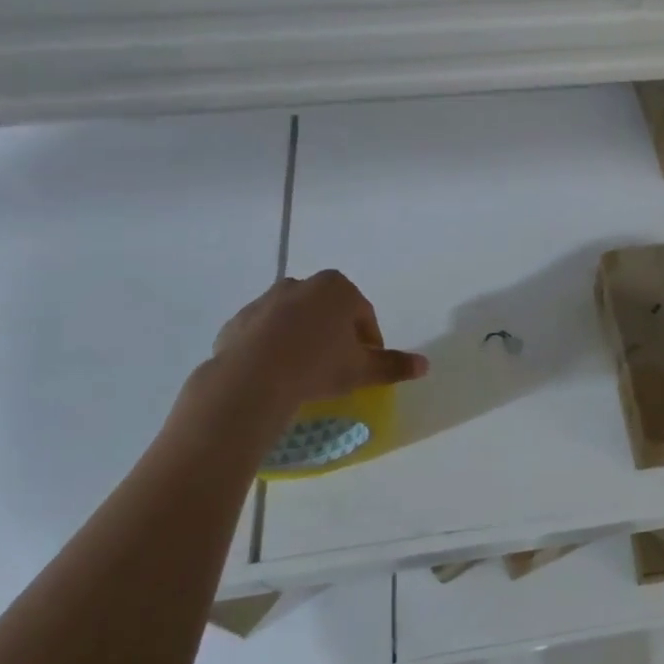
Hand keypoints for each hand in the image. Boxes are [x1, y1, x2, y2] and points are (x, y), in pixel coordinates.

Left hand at [201, 271, 427, 420]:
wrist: (251, 380)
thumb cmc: (318, 366)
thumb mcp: (362, 369)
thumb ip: (393, 365)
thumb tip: (426, 366)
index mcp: (337, 288)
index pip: (363, 314)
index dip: (368, 341)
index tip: (365, 365)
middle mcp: (301, 284)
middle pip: (328, 311)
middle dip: (334, 334)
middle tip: (336, 367)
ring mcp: (265, 300)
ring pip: (294, 319)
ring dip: (302, 338)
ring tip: (303, 372)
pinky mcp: (237, 321)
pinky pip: (263, 333)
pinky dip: (271, 347)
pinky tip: (274, 374)